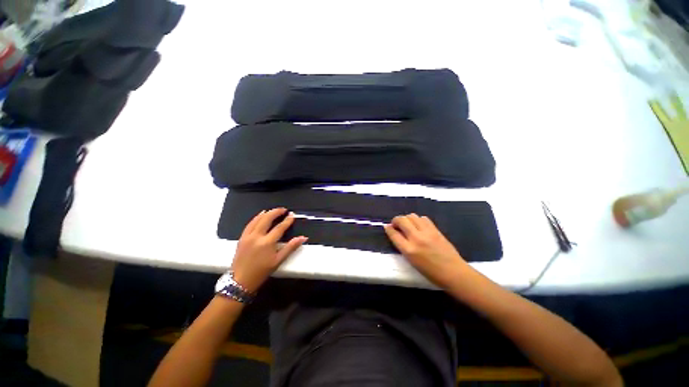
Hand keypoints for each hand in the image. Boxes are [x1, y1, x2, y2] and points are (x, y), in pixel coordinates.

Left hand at [231, 208, 306, 292]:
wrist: (240, 281)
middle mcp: (256, 237)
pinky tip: (260, 215)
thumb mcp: (278, 260)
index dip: (287, 220)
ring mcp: (248, 236)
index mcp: (267, 243)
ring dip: (267, 213)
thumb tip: (303, 238)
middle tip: (284, 210)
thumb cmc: (261, 271)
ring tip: (274, 210)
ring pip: (257, 219)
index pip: (279, 227)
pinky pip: (249, 224)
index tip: (292, 215)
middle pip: (267, 219)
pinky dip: (256, 218)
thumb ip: (291, 247)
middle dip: (276, 212)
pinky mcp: (242, 238)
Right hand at [384, 213, 468, 289]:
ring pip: (412, 216)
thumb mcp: (412, 262)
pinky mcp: (435, 230)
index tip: (387, 227)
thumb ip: (403, 247)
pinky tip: (419, 225)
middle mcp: (416, 238)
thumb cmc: (430, 272)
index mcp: (409, 250)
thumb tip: (396, 235)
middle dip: (396, 220)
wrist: (454, 273)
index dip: (388, 228)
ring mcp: (427, 233)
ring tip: (408, 225)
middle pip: (402, 220)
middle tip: (396, 225)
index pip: (394, 234)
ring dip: (407, 219)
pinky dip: (418, 220)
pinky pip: (423, 218)